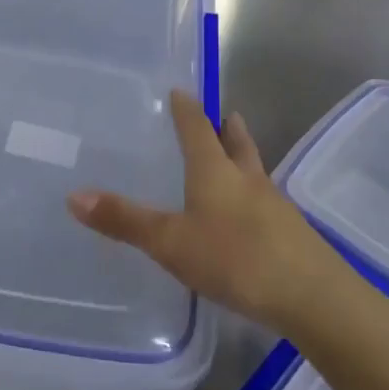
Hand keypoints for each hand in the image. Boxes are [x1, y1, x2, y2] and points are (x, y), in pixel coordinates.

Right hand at [68, 92, 333, 335]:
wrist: (314, 298)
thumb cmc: (235, 259)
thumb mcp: (171, 242)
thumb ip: (125, 220)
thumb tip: (73, 196)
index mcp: (215, 171)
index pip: (198, 128)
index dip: (188, 109)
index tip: (181, 91)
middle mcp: (247, 179)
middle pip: (237, 143)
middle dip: (227, 128)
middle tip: (223, 114)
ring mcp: (275, 206)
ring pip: (255, 171)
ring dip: (243, 158)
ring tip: (235, 156)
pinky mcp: (292, 234)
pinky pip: (266, 203)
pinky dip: (253, 196)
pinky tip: (248, 216)